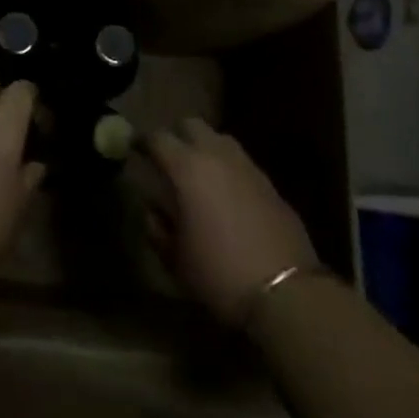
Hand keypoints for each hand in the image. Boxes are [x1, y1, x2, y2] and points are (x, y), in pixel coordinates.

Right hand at [143, 118, 317, 325]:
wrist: (285, 292)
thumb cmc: (218, 274)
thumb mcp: (175, 259)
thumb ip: (157, 227)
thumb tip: (152, 210)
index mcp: (187, 168)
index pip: (157, 138)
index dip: (142, 140)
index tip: (133, 147)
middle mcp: (217, 156)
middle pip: (191, 124)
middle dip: (175, 134)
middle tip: (166, 156)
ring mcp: (247, 166)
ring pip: (219, 139)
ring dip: (204, 147)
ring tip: (197, 172)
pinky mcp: (270, 183)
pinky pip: (241, 162)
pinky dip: (227, 167)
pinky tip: (225, 192)